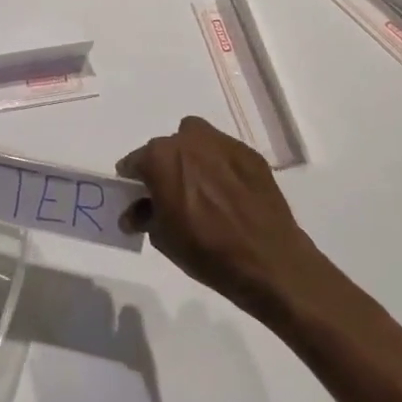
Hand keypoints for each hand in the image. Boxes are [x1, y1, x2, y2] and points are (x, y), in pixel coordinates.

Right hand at [115, 117, 323, 322]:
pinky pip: (223, 153)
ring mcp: (222, 143)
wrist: (267, 260)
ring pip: (196, 142)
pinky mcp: (250, 154)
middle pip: (166, 149)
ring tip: (201, 190)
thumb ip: (144, 215)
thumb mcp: (162, 237)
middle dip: (164, 168)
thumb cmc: (204, 249)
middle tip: (172, 196)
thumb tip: (135, 213)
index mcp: (160, 157)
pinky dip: (220, 166)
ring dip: (192, 159)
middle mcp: (188, 140)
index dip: (134, 182)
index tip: (139, 198)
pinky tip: (228, 194)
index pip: (135, 162)